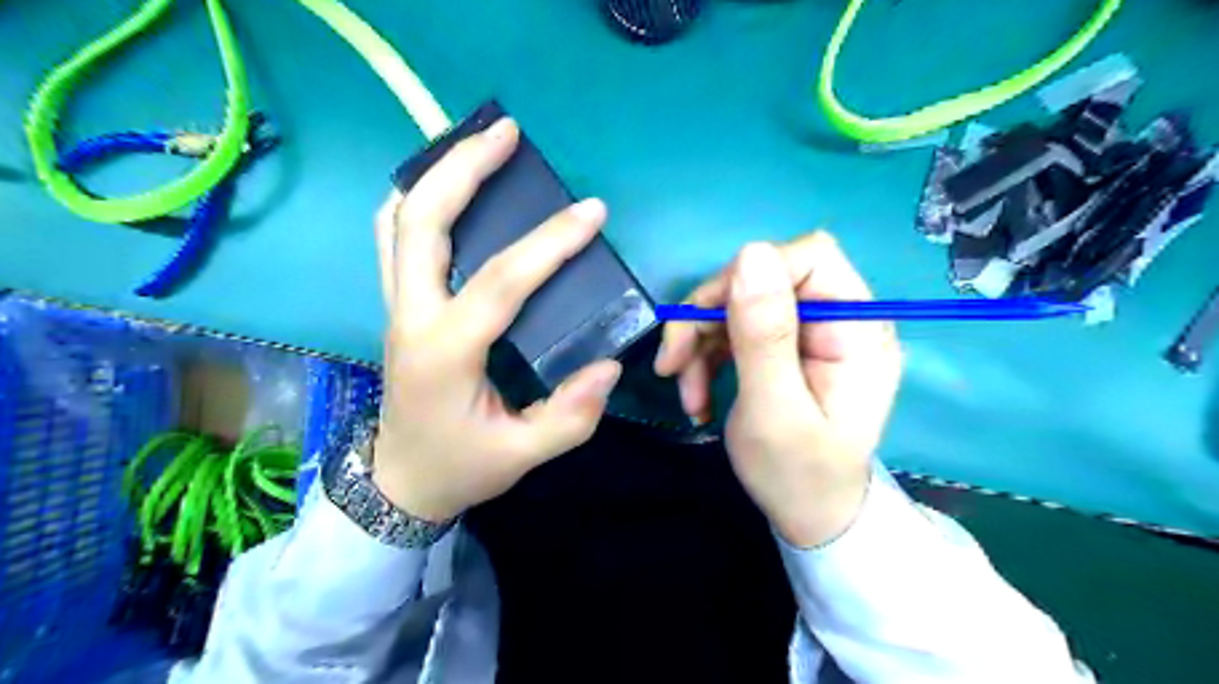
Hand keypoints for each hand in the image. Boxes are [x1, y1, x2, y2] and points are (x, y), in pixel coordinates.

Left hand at [368, 119, 618, 521]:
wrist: (400, 481)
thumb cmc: (461, 467)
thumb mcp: (523, 454)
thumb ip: (571, 416)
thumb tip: (609, 366)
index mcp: (445, 353)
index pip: (500, 282)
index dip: (549, 243)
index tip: (592, 212)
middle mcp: (411, 317)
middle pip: (421, 222)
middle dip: (462, 167)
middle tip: (507, 133)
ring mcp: (396, 307)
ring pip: (397, 221)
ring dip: (433, 174)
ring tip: (476, 145)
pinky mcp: (398, 306)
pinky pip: (393, 239)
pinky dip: (414, 201)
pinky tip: (446, 189)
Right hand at [657, 235, 902, 545]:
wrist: (808, 517)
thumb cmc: (799, 476)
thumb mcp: (775, 411)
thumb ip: (764, 336)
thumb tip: (751, 252)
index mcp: (857, 328)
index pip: (809, 257)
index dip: (752, 275)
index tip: (709, 320)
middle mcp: (835, 319)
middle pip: (762, 277)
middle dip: (710, 316)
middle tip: (674, 363)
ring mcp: (806, 332)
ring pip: (737, 302)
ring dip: (699, 342)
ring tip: (686, 392)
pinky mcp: (781, 347)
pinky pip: (732, 329)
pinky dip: (704, 356)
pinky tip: (696, 394)